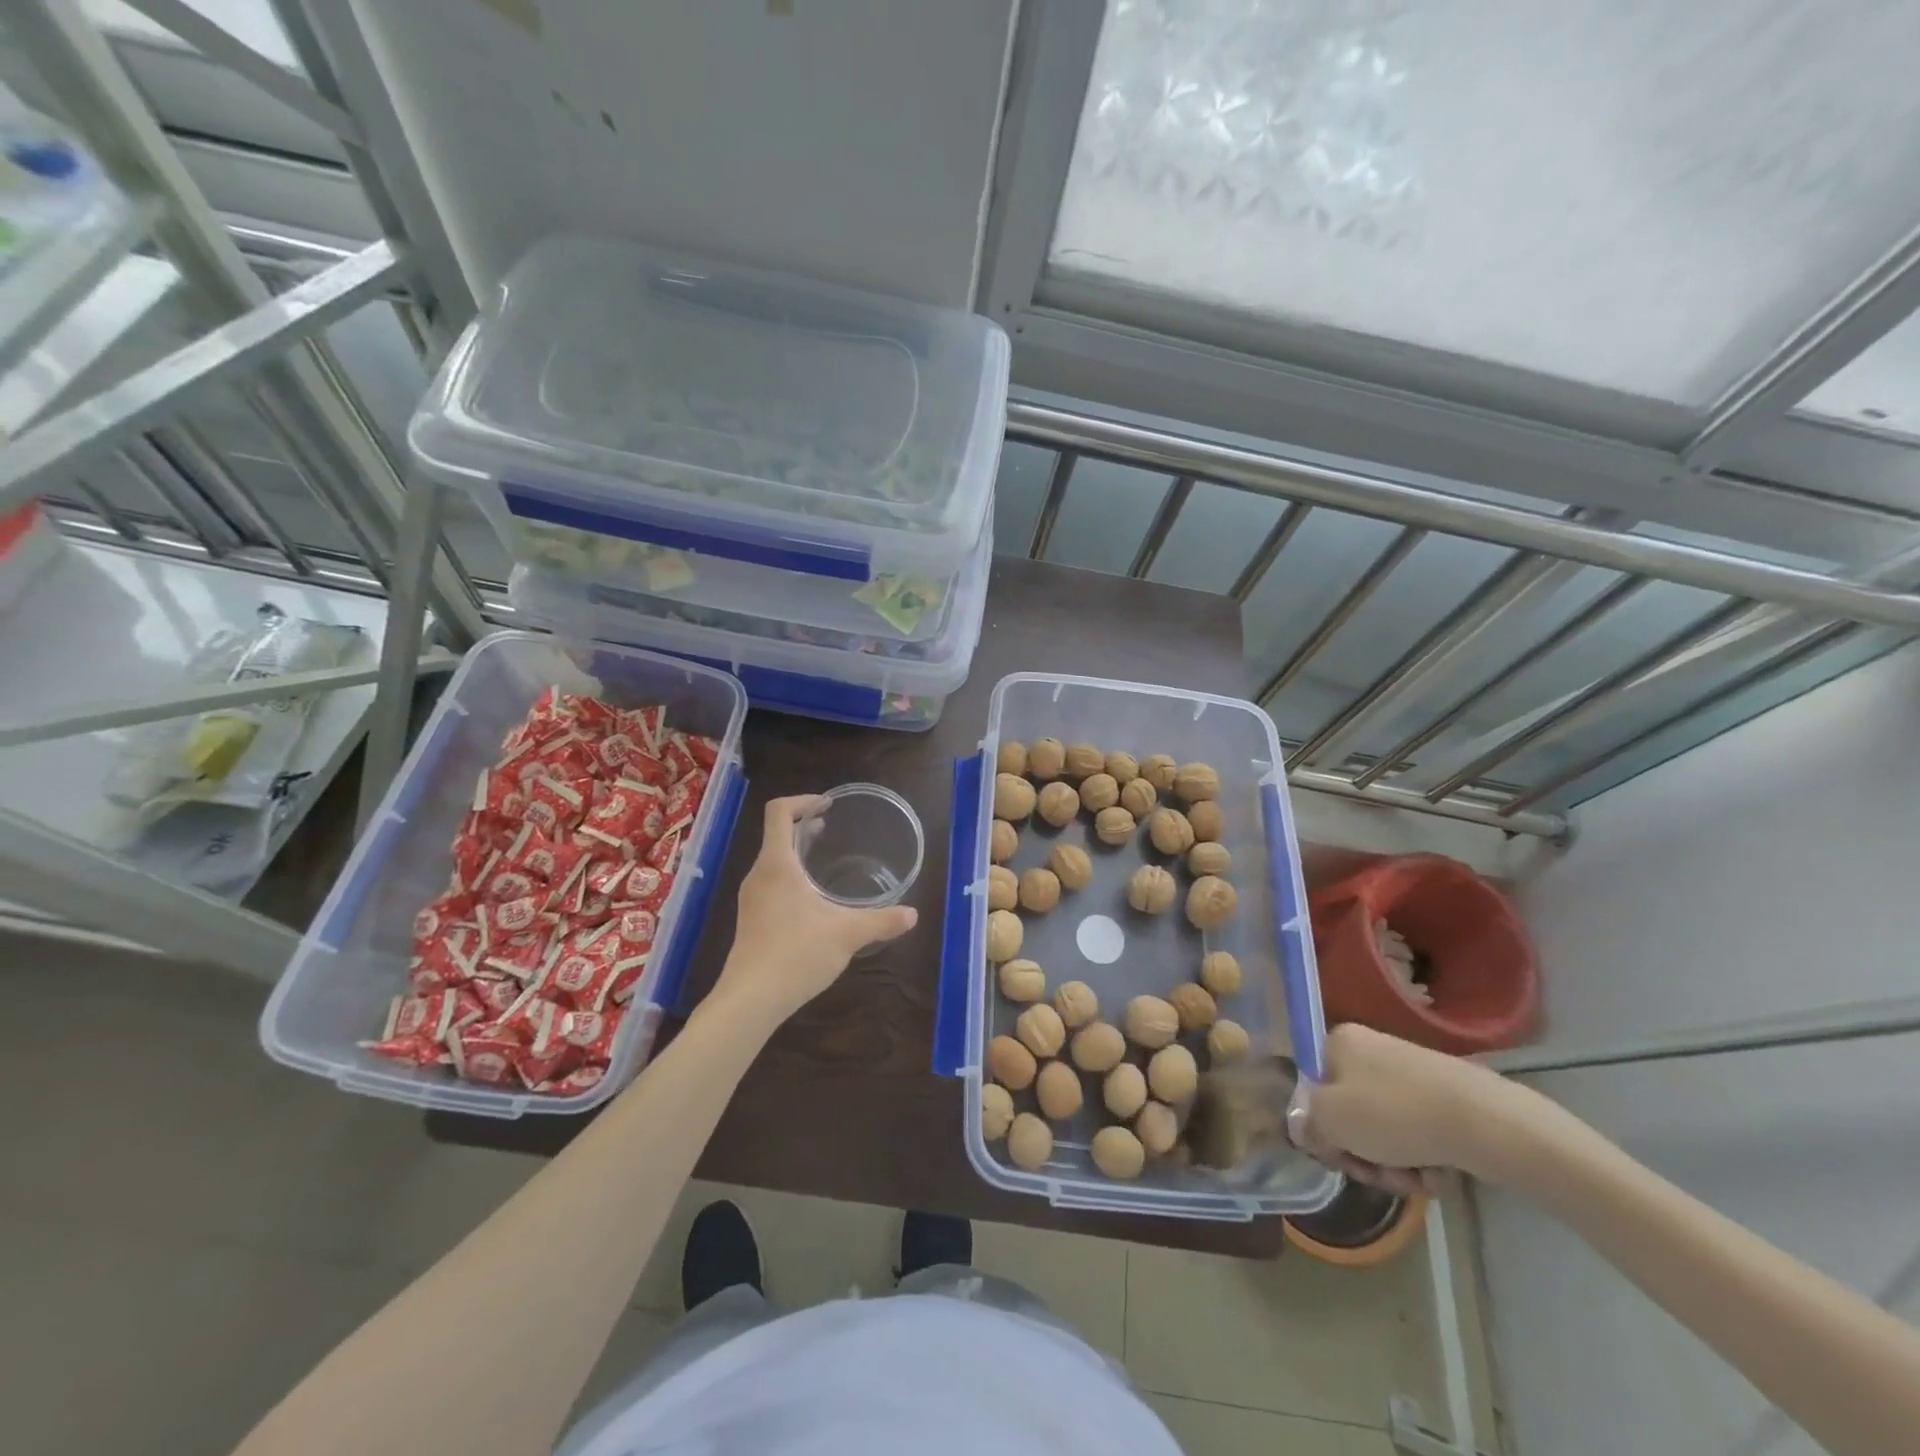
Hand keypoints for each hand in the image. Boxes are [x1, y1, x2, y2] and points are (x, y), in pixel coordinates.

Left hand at [709, 794, 917, 1026]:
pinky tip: (812, 901)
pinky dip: (791, 876)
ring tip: (822, 859)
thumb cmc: (796, 954)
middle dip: (804, 826)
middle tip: (832, 828)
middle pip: (776, 835)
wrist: (750, 1000)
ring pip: (773, 861)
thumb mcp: (847, 934)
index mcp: (777, 865)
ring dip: (797, 853)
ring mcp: (751, 898)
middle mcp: (759, 875)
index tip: (828, 805)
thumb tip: (912, 914)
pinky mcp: (751, 920)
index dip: (802, 800)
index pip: (779, 812)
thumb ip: (881, 921)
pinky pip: (770, 883)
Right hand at [1295, 1023, 1524, 1194]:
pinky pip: (1416, 1132)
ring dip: (1391, 1164)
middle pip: (1348, 1110)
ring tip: (1413, 1181)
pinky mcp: (1442, 1097)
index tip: (1335, 1153)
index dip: (1318, 1123)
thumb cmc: (1393, 1112)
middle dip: (1360, 1152)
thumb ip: (1306, 1124)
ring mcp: (1409, 1073)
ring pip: (1383, 1128)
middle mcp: (1369, 1049)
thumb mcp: (1330, 1120)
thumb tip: (1305, 1129)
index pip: (1311, 1084)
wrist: (1484, 1122)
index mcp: (1337, 1042)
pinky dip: (1421, 1159)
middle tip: (1375, 1176)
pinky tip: (1436, 1176)